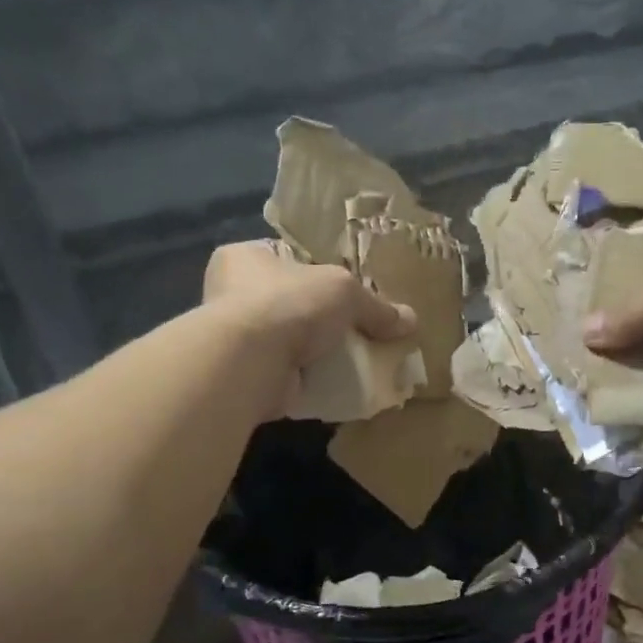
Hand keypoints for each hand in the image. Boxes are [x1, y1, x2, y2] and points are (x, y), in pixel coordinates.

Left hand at [204, 238, 415, 373]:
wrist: (249, 363)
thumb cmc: (288, 305)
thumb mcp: (344, 292)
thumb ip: (376, 306)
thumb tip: (410, 320)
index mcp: (245, 257)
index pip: (288, 258)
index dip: (320, 271)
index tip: (349, 290)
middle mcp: (231, 294)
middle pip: (292, 301)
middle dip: (322, 318)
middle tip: (357, 329)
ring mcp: (236, 338)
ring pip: (290, 340)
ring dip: (317, 352)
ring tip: (353, 360)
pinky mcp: (246, 374)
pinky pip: (289, 373)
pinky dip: (310, 379)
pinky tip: (338, 384)